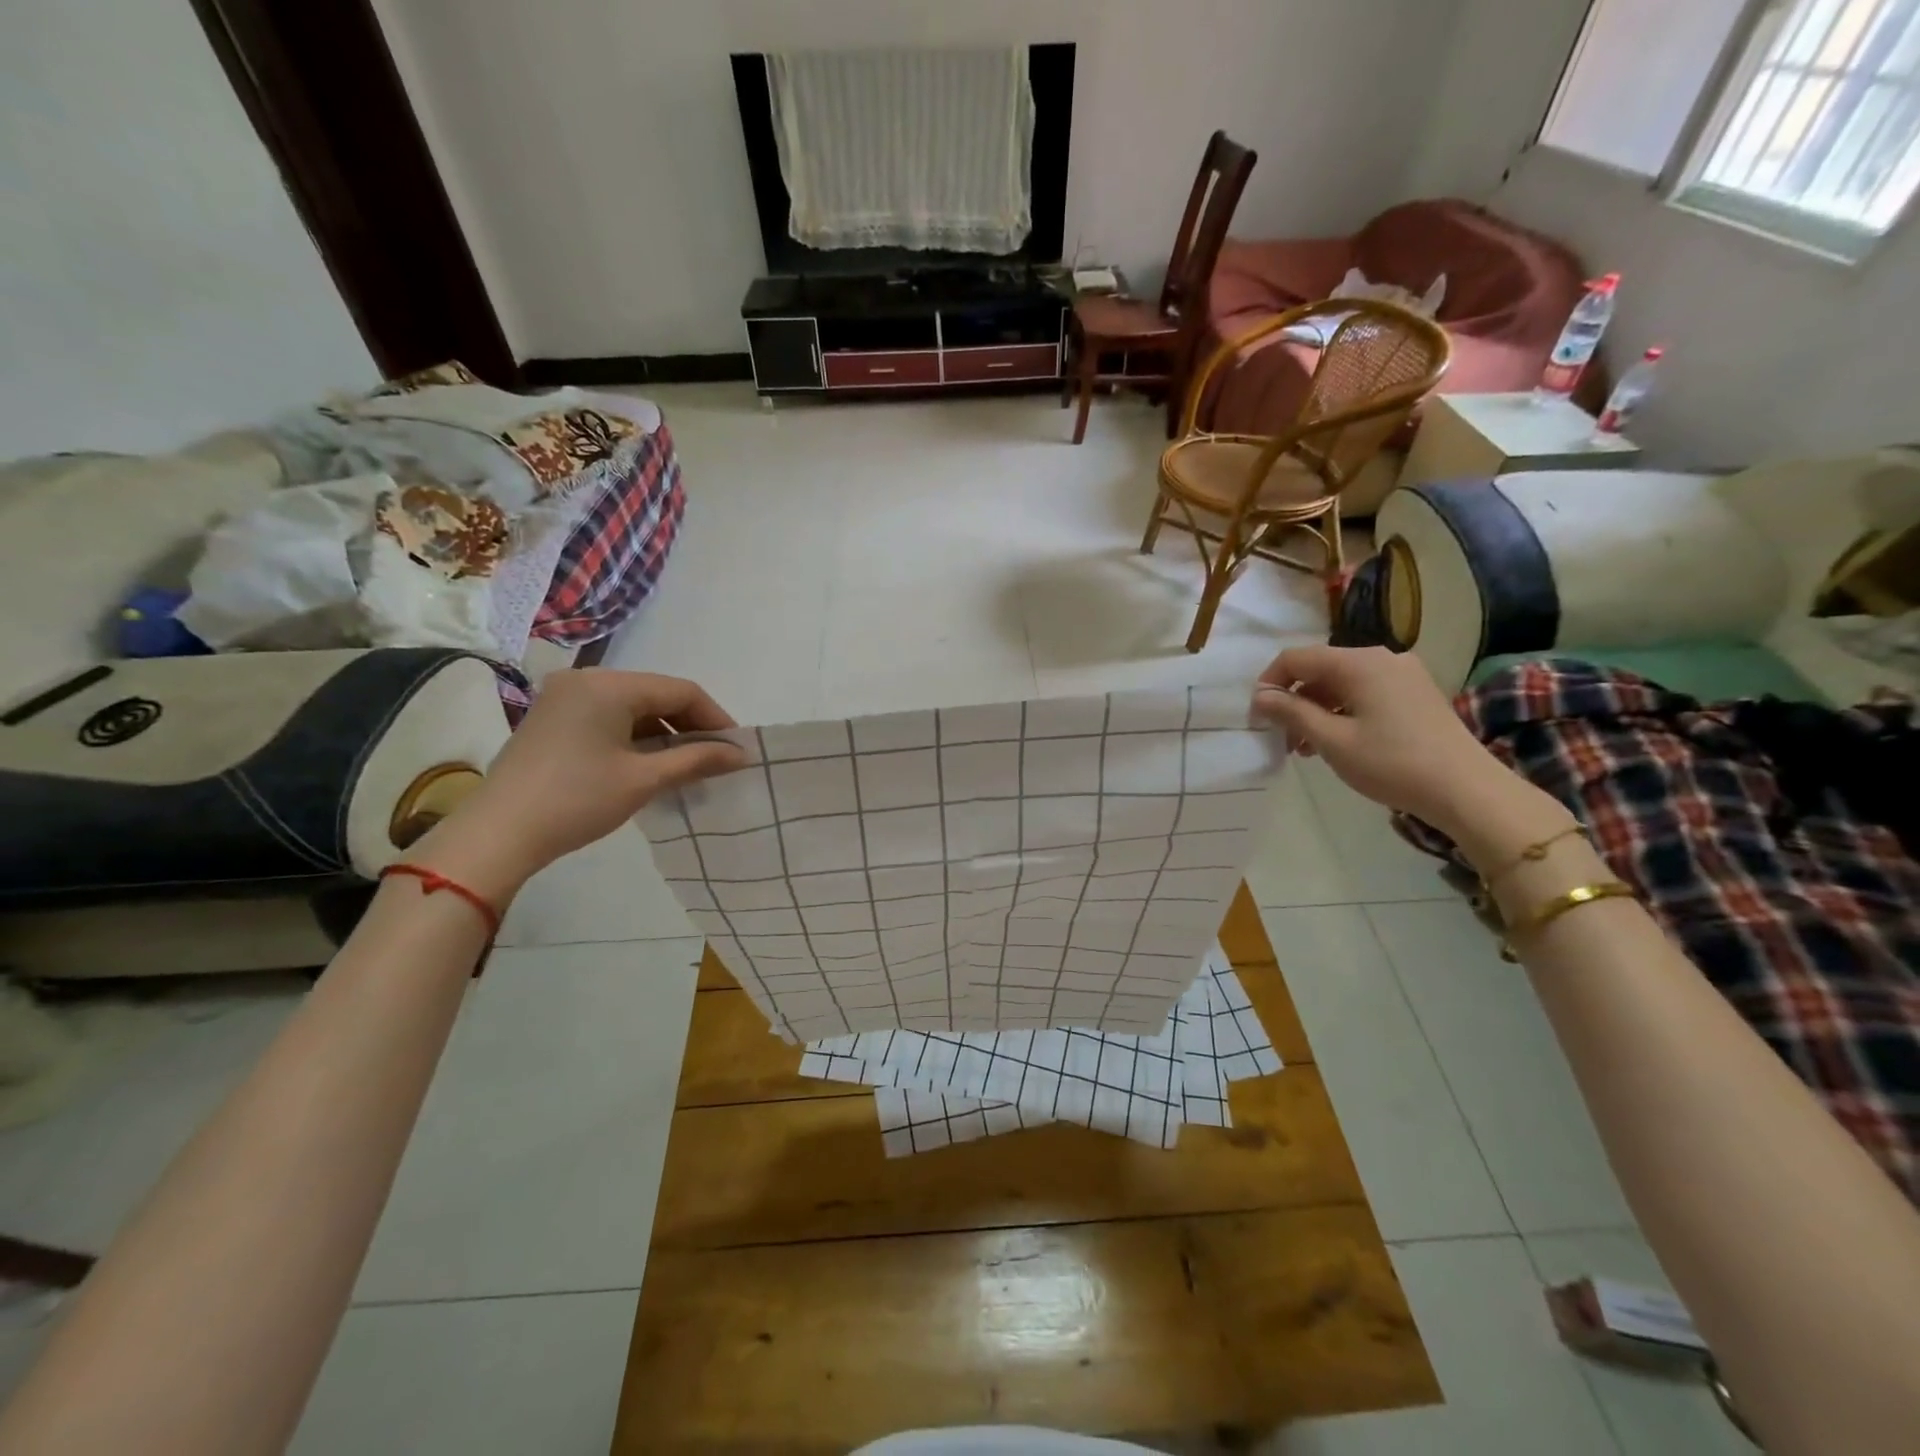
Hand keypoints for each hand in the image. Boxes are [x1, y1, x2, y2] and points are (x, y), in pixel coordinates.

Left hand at [413, 669, 747, 902]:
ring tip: (686, 765)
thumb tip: (741, 754)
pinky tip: (648, 763)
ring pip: (632, 706)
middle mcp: (585, 680)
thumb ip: (697, 760)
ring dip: (663, 732)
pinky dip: (635, 736)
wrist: (498, 834)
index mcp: (608, 685)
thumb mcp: (644, 779)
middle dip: (690, 725)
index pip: (680, 690)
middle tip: (715, 758)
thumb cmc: (577, 800)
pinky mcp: (552, 718)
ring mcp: (563, 698)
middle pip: (656, 694)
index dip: (715, 717)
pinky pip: (608, 717)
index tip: (736, 748)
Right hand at [1250, 645, 1512, 832]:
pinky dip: (1342, 712)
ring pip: (1342, 683)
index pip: (1296, 658)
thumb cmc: (1392, 763)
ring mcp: (1403, 674)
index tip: (1257, 717)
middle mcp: (1381, 658)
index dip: (1270, 683)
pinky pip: (1365, 692)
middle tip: (1282, 738)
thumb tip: (1259, 695)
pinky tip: (1337, 742)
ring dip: (1316, 710)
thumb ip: (1291, 712)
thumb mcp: (1332, 740)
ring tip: (1306, 748)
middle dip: (1294, 700)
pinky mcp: (1415, 693)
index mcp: (1359, 663)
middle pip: (1320, 669)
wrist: (1466, 790)